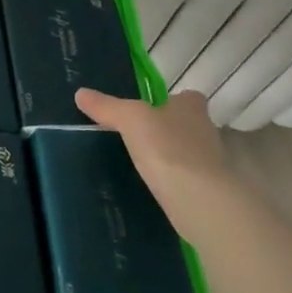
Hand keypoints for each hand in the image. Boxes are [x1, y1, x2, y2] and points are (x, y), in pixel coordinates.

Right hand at [74, 88, 228, 205]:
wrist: (198, 199)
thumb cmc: (167, 148)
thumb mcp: (130, 119)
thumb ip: (107, 107)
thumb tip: (81, 93)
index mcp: (192, 107)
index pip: (187, 97)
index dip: (169, 102)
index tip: (148, 111)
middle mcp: (206, 130)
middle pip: (187, 125)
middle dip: (167, 130)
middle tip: (136, 138)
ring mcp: (210, 162)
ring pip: (187, 153)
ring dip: (169, 156)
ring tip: (139, 164)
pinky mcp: (208, 190)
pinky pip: (186, 179)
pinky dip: (172, 181)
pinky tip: (151, 187)